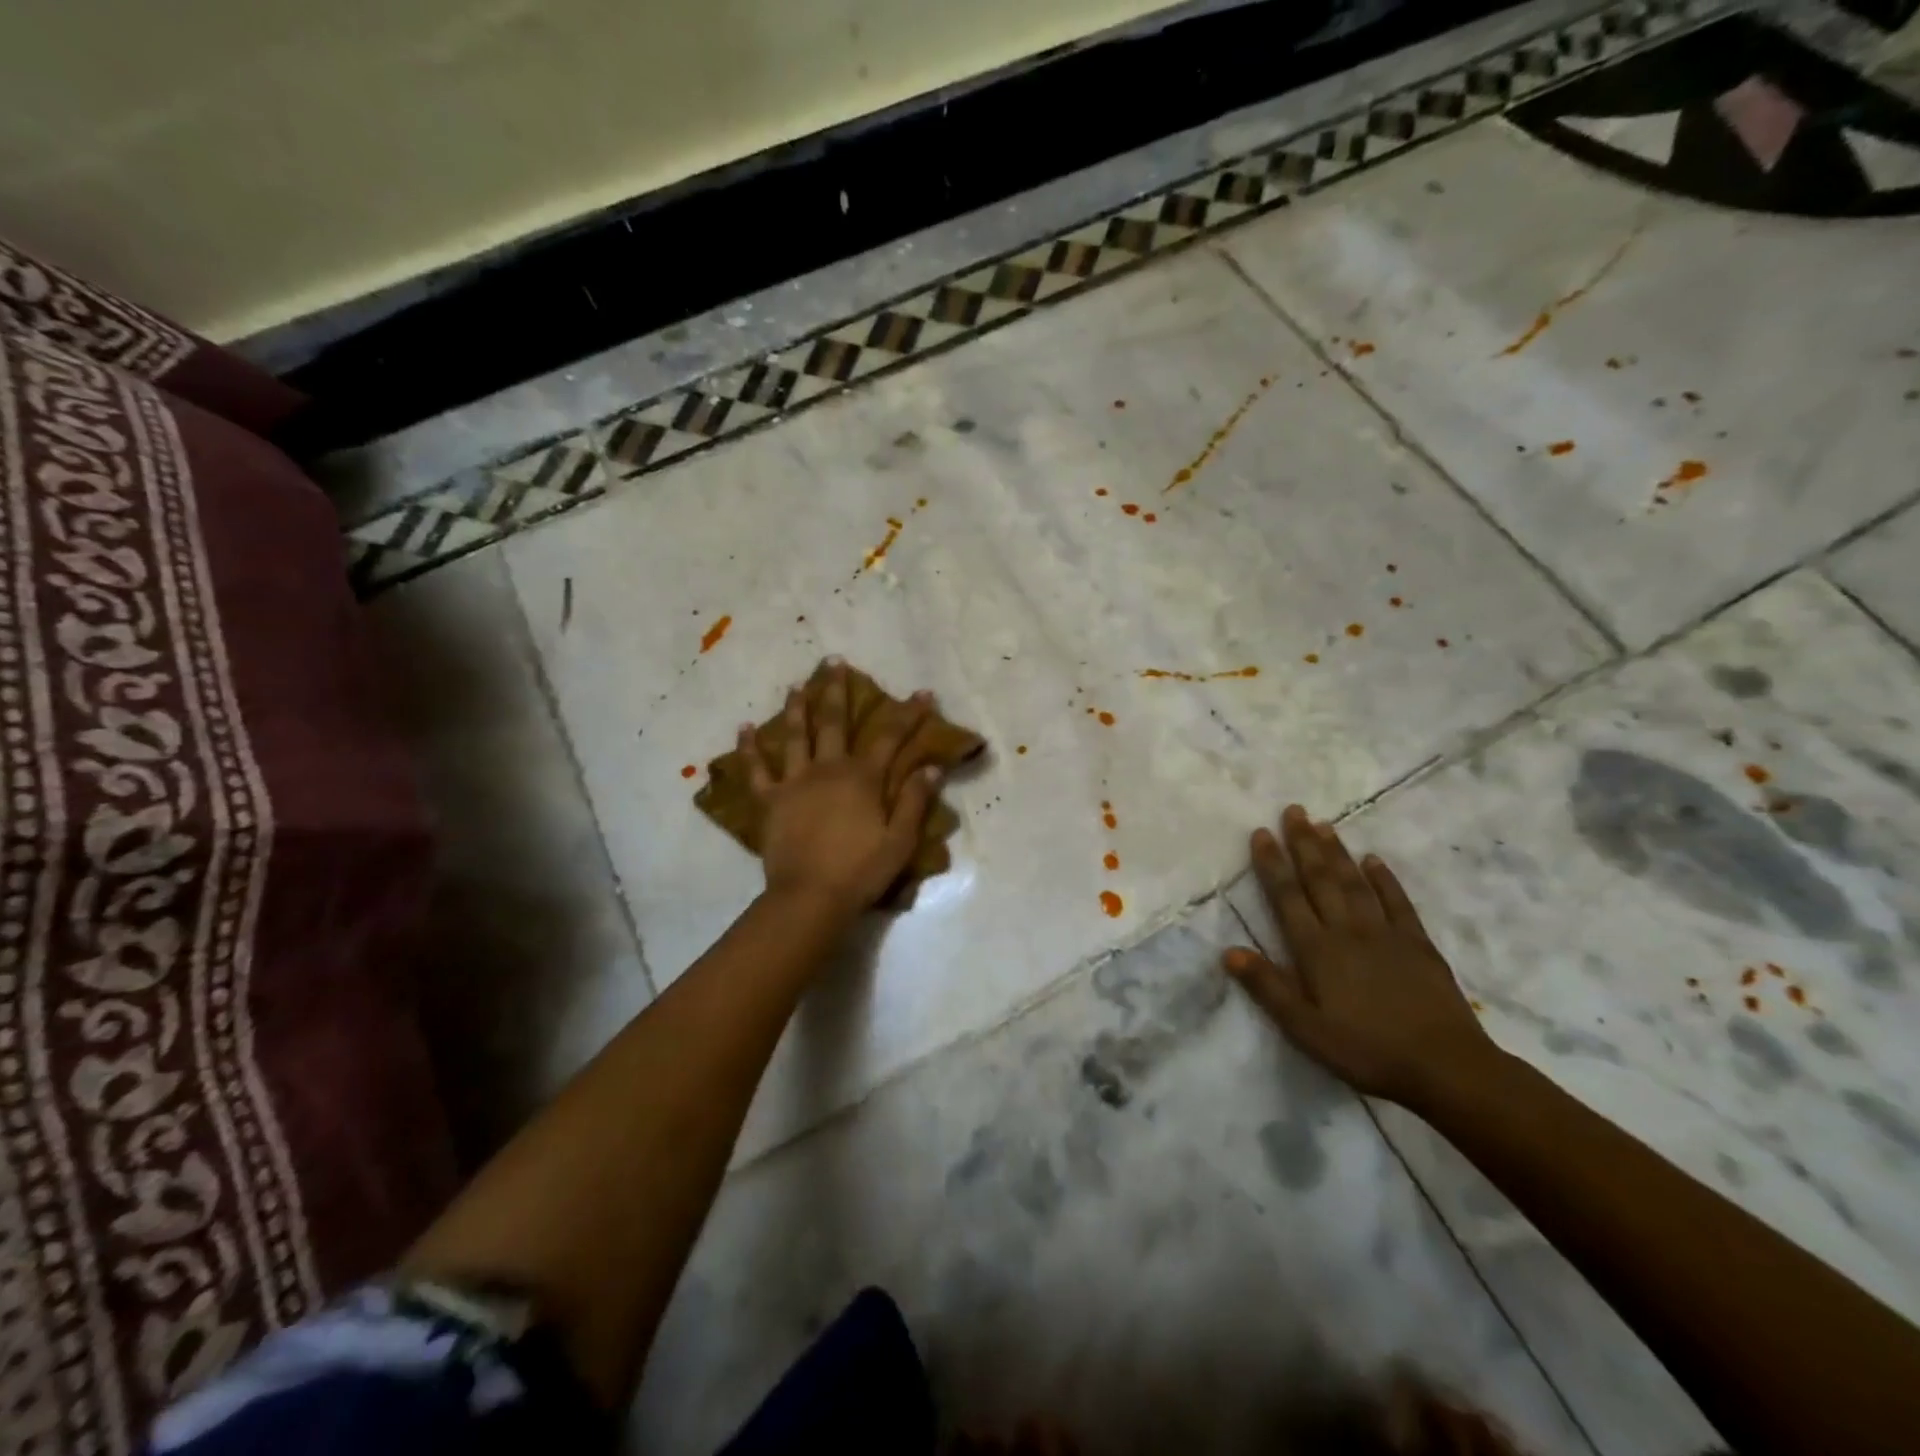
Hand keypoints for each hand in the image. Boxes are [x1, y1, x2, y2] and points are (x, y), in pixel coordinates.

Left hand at [738, 661, 941, 916]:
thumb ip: (915, 801)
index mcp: (863, 778)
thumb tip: (932, 767)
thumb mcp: (900, 840)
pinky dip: (749, 748)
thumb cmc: (861, 870)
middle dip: (837, 691)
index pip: (890, 737)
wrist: (810, 897)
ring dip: (796, 709)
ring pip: (795, 736)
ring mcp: (795, 782)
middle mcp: (828, 769)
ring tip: (795, 686)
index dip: (908, 713)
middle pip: (833, 722)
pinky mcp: (770, 800)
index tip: (922, 693)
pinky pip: (757, 770)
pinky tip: (744, 728)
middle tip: (834, 662)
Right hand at [1222, 805, 1498, 1106]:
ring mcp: (1386, 934)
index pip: (1287, 897)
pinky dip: (1384, 879)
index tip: (1261, 833)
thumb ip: (1268, 987)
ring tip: (1323, 824)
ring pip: (1355, 883)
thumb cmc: (1366, 1050)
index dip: (1272, 864)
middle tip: (1293, 810)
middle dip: (1303, 843)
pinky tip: (1374, 860)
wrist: (1446, 1067)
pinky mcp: (1418, 944)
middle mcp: (1348, 931)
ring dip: (1337, 852)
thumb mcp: (1305, 1029)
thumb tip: (1229, 951)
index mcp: (1317, 950)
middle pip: (1321, 879)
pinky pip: (1397, 902)